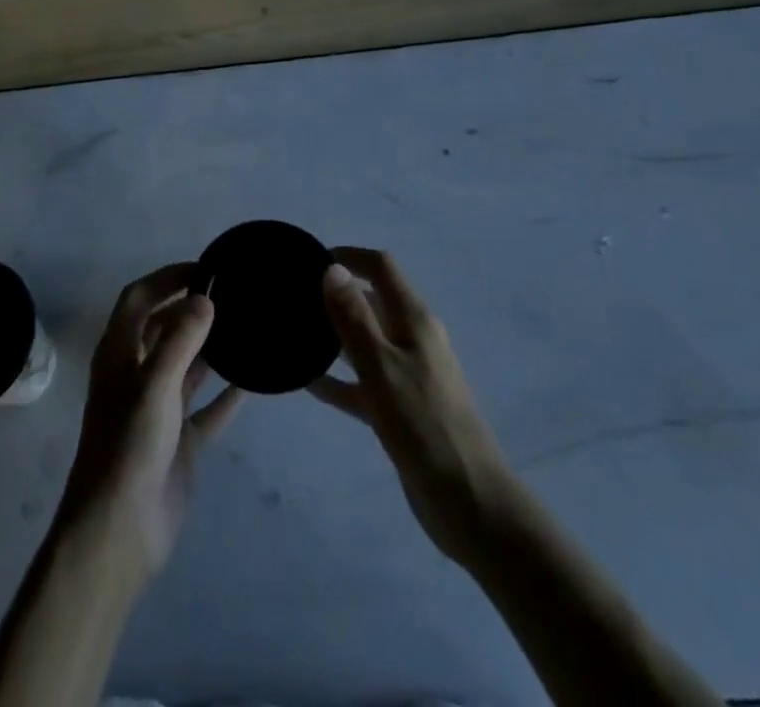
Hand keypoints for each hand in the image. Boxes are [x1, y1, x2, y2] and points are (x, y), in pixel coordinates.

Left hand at [57, 263, 242, 581]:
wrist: (119, 531)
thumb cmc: (129, 446)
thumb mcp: (154, 384)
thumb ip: (181, 338)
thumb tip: (204, 296)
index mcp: (119, 354)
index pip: (139, 300)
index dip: (166, 279)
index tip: (204, 269)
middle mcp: (137, 374)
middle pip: (163, 328)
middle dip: (190, 308)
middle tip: (231, 294)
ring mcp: (159, 409)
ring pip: (187, 366)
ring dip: (210, 347)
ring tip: (245, 326)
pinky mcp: (179, 441)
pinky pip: (207, 409)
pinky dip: (226, 395)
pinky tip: (252, 382)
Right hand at [308, 248, 514, 567]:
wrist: (469, 503)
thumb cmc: (424, 426)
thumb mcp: (382, 367)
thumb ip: (354, 318)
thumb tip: (333, 268)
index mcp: (414, 320)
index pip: (380, 268)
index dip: (348, 256)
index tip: (309, 261)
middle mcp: (411, 338)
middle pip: (370, 301)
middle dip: (334, 294)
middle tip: (291, 299)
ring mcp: (406, 374)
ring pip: (363, 341)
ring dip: (332, 335)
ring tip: (293, 333)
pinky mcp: (399, 408)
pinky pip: (362, 381)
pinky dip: (338, 378)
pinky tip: (307, 381)